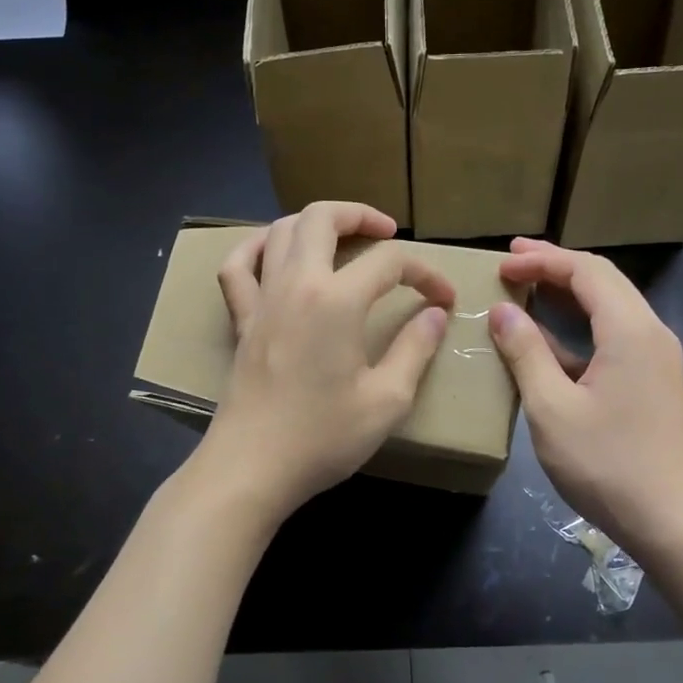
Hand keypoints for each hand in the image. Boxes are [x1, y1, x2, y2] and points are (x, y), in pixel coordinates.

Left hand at [198, 201, 455, 519]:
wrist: (252, 467)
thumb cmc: (323, 437)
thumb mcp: (387, 400)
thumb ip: (415, 349)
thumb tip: (434, 315)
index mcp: (337, 301)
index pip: (390, 262)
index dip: (426, 272)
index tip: (444, 298)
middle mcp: (296, 284)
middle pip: (323, 218)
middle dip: (361, 215)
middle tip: (388, 232)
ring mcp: (261, 299)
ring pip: (281, 230)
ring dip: (314, 223)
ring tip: (341, 239)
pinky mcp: (240, 320)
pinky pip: (237, 266)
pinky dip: (256, 247)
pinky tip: (274, 252)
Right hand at [489, 239, 682, 558]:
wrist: (676, 522)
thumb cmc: (608, 464)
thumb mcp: (552, 409)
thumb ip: (526, 353)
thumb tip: (502, 311)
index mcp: (630, 330)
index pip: (586, 271)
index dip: (542, 260)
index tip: (502, 263)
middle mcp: (651, 334)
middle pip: (604, 281)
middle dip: (556, 267)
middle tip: (512, 263)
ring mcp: (658, 360)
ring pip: (611, 309)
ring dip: (569, 297)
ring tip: (527, 292)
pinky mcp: (655, 384)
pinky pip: (615, 339)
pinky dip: (580, 330)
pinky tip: (550, 345)